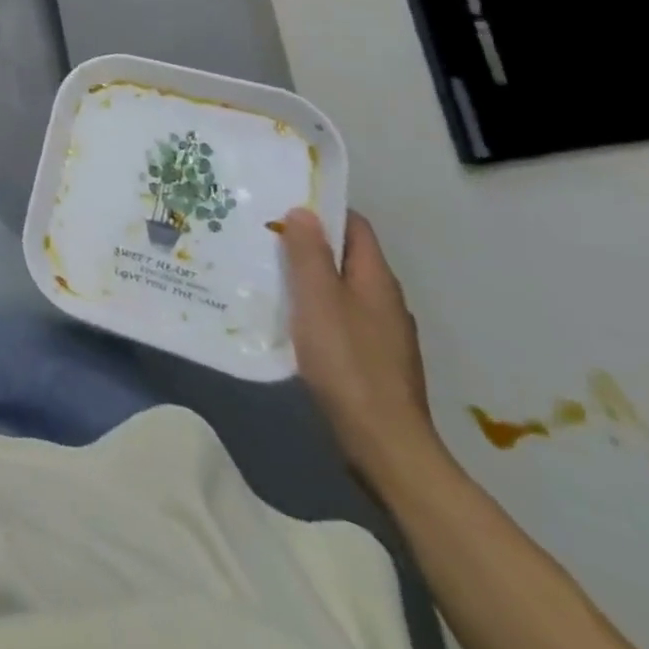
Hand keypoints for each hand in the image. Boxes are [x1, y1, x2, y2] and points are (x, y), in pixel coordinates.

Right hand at [279, 208, 440, 485]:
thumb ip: (309, 253)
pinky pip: (340, 317)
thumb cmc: (347, 362)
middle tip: (263, 235)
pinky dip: (314, 308)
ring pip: (341, 288)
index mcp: (377, 279)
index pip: (355, 226)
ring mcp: (382, 333)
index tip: (282, 203)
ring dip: (309, 277)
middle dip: (309, 243)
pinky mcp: (371, 360)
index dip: (323, 210)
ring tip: (266, 271)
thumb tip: (304, 211)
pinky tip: (288, 318)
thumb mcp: (318, 299)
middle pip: (347, 256)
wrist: (384, 445)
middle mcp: (385, 300)